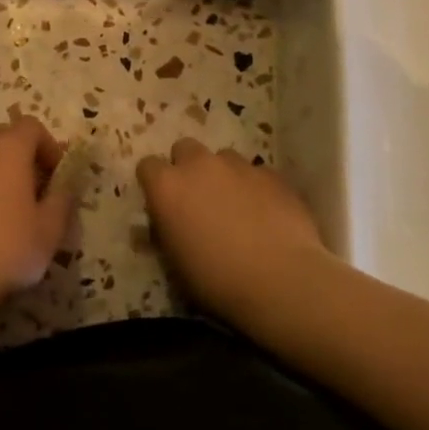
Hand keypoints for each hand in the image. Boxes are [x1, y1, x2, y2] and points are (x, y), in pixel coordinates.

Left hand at [0, 113, 74, 297]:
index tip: (57, 177)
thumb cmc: (5, 248)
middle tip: (34, 192)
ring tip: (6, 213)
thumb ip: (62, 201)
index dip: (49, 147)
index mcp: (7, 149)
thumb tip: (63, 188)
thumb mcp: (50, 230)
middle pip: (2, 138)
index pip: (31, 127)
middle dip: (21, 158)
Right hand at [137, 138, 330, 317]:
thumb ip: (165, 232)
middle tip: (198, 199)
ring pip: (224, 158)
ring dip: (223, 175)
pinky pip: (257, 173)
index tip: (163, 203)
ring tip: (236, 206)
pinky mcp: (272, 175)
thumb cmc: (216, 280)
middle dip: (188, 168)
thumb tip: (164, 223)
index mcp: (167, 186)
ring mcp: (239, 166)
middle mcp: (200, 165)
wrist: (280, 281)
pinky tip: (266, 214)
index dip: (154, 183)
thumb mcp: (174, 264)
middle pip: (185, 149)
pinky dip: (255, 187)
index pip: (147, 166)